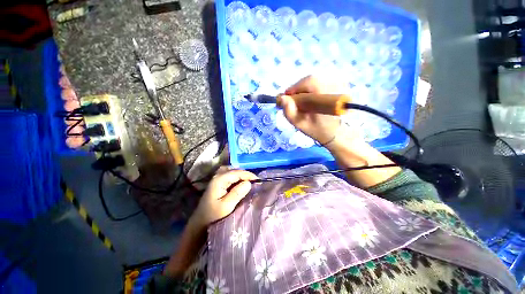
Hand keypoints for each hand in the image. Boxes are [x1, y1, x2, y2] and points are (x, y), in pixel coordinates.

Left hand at [192, 169, 257, 227]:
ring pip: (232, 171)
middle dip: (245, 174)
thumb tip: (249, 183)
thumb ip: (237, 193)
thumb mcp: (226, 206)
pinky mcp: (218, 183)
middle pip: (234, 170)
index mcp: (219, 180)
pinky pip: (229, 176)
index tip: (258, 180)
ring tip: (249, 181)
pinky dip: (237, 177)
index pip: (237, 172)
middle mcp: (218, 176)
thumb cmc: (213, 216)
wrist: (200, 223)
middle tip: (254, 181)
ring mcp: (217, 179)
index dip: (248, 175)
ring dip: (241, 175)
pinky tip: (241, 183)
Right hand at [278, 75, 355, 144]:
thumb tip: (281, 97)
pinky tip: (310, 100)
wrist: (335, 132)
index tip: (287, 99)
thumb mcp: (300, 124)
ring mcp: (339, 85)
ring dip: (304, 90)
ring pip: (314, 81)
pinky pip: (319, 83)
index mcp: (327, 96)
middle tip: (294, 102)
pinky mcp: (339, 85)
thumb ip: (289, 111)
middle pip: (311, 80)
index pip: (309, 82)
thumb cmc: (317, 129)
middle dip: (299, 90)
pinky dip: (311, 90)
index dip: (295, 88)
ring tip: (302, 103)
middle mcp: (336, 86)